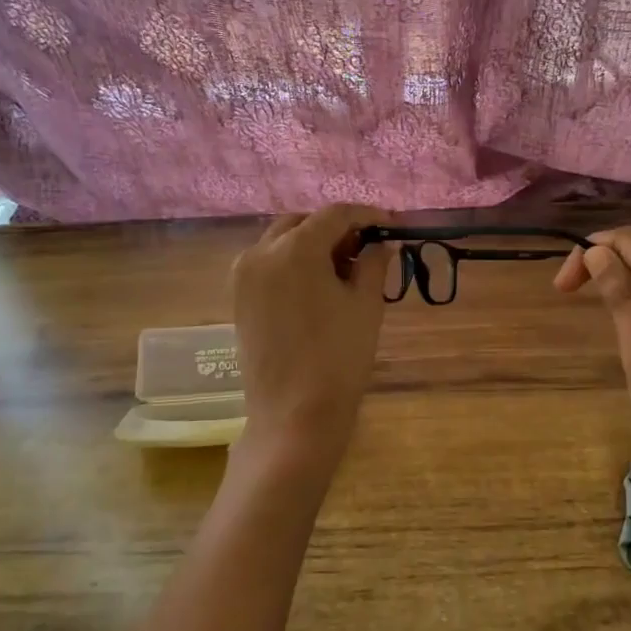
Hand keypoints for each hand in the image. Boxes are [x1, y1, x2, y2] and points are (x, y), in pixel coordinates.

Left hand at [229, 205, 390, 486]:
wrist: (294, 415)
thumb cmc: (339, 357)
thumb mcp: (366, 305)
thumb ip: (375, 264)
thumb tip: (381, 244)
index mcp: (295, 249)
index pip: (335, 214)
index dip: (367, 215)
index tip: (391, 224)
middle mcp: (261, 252)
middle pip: (303, 222)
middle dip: (336, 228)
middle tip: (367, 247)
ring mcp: (244, 275)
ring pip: (282, 240)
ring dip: (313, 243)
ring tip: (344, 268)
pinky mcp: (238, 298)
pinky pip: (268, 263)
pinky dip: (293, 262)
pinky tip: (318, 285)